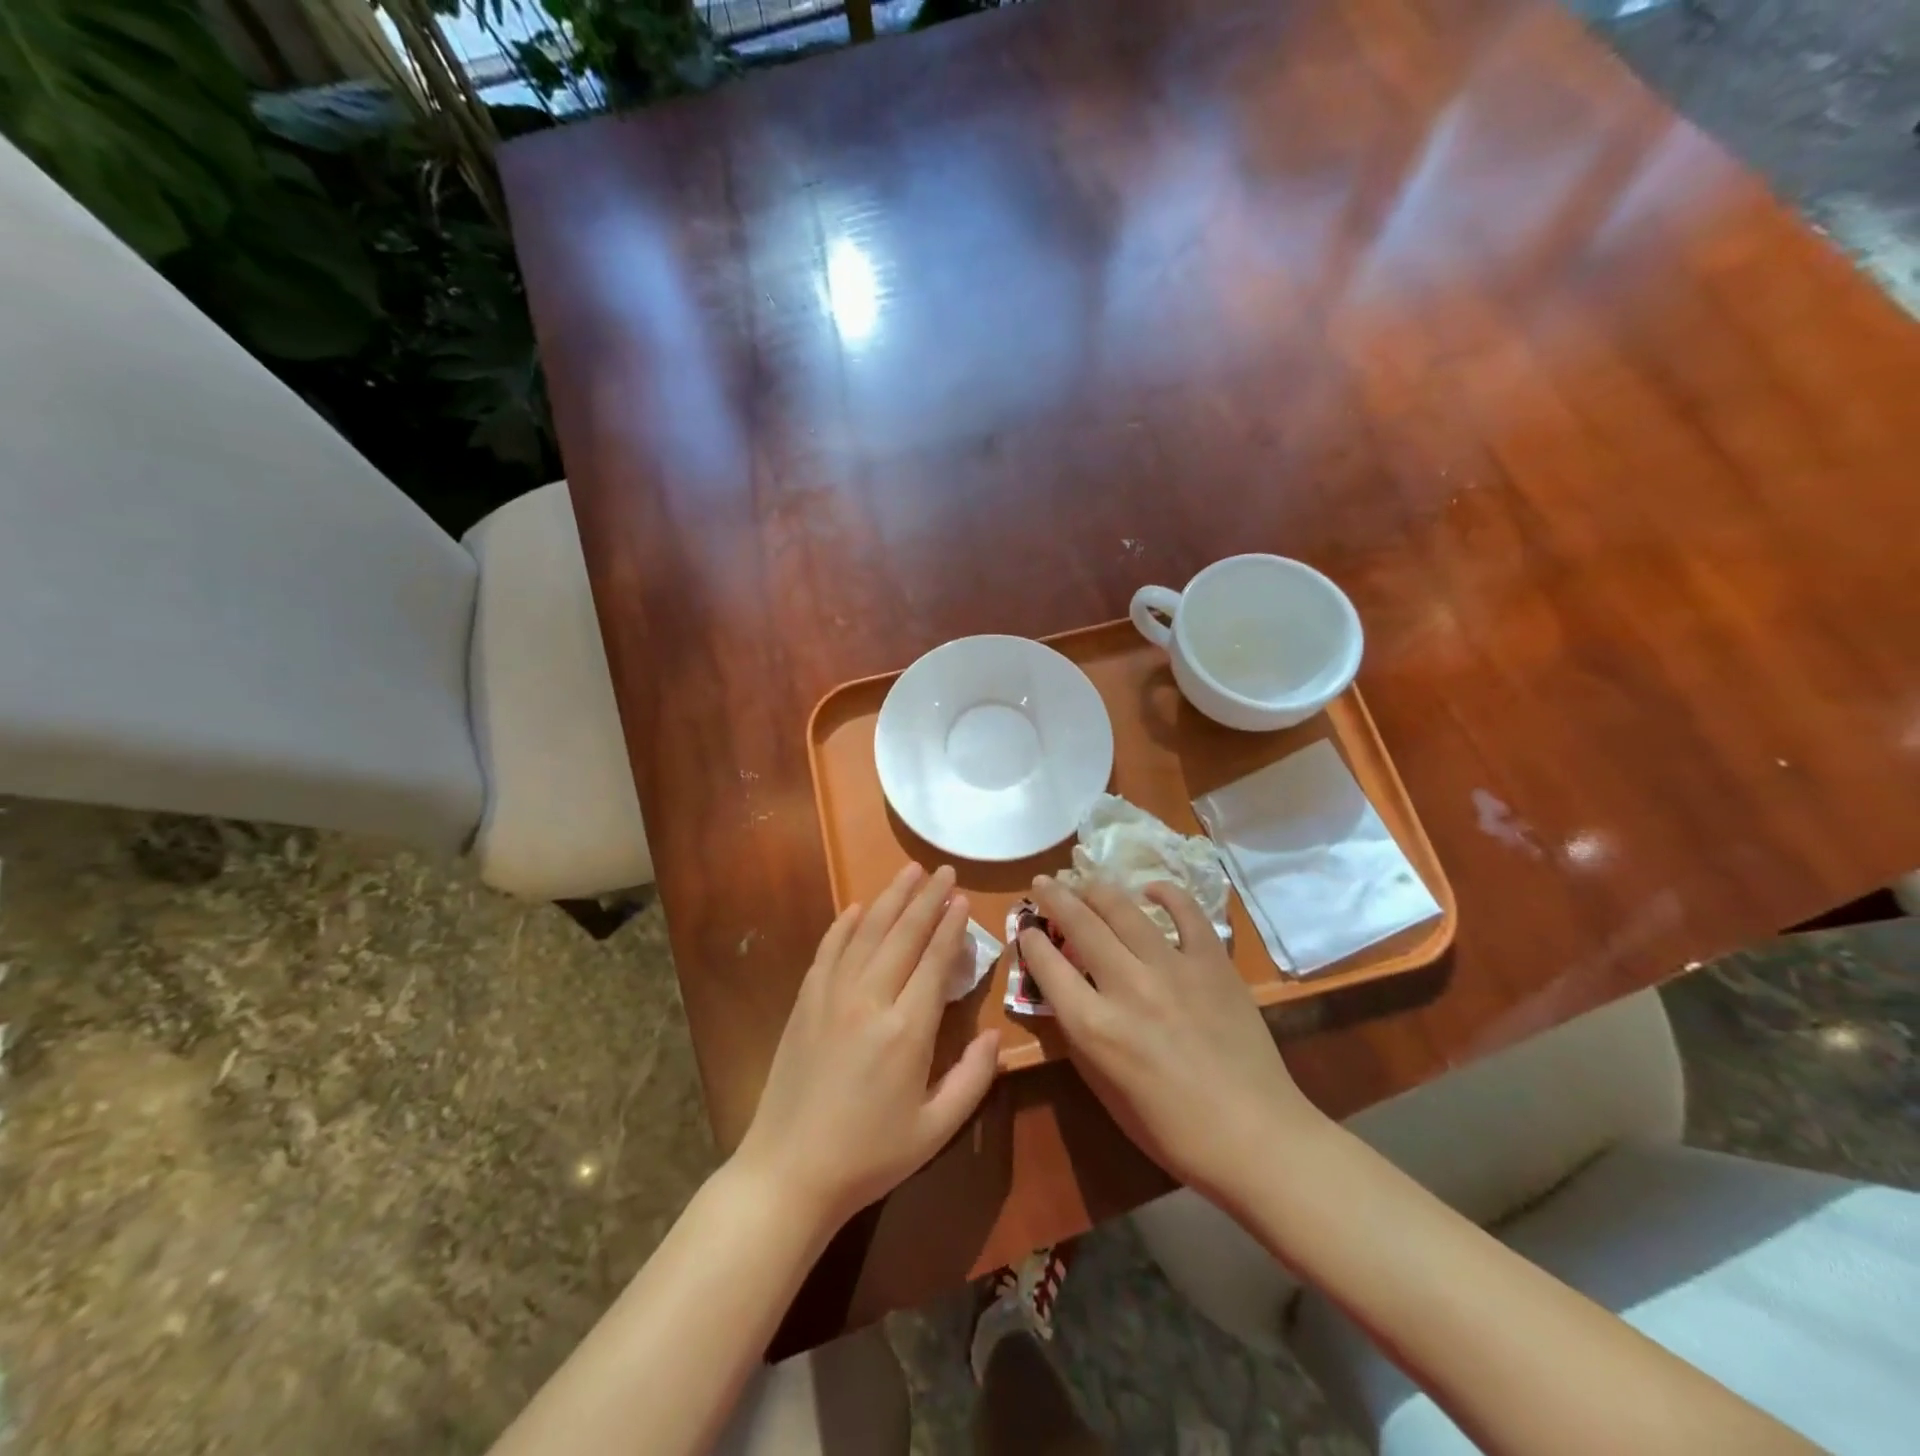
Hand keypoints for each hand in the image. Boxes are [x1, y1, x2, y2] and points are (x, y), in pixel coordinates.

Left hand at [733, 863, 1000, 1232]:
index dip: (950, 926)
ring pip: (866, 932)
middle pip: (903, 934)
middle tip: (944, 870)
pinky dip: (844, 925)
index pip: (934, 961)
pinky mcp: (805, 1002)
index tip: (962, 898)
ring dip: (890, 899)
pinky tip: (856, 908)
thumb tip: (993, 1035)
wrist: (788, 1172)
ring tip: (909, 872)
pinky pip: (828, 950)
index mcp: (907, 1030)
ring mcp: (831, 996)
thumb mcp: (934, 1130)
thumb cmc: (869, 1156)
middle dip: (926, 898)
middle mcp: (869, 999)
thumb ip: (972, 1079)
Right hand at [1019, 875, 1321, 1203]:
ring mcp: (1173, 968)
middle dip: (1053, 897)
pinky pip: (1186, 912)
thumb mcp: (1104, 1089)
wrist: (1254, 1136)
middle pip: (1079, 924)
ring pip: (1123, 908)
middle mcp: (1127, 986)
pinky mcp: (1212, 962)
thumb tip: (1064, 992)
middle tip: (1043, 883)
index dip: (1029, 940)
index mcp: (1094, 1026)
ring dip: (1096, 888)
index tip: (1025, 928)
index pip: (1047, 965)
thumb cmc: (1170, 1128)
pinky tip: (1150, 890)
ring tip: (1084, 880)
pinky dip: (1165, 894)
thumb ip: (1079, 1035)